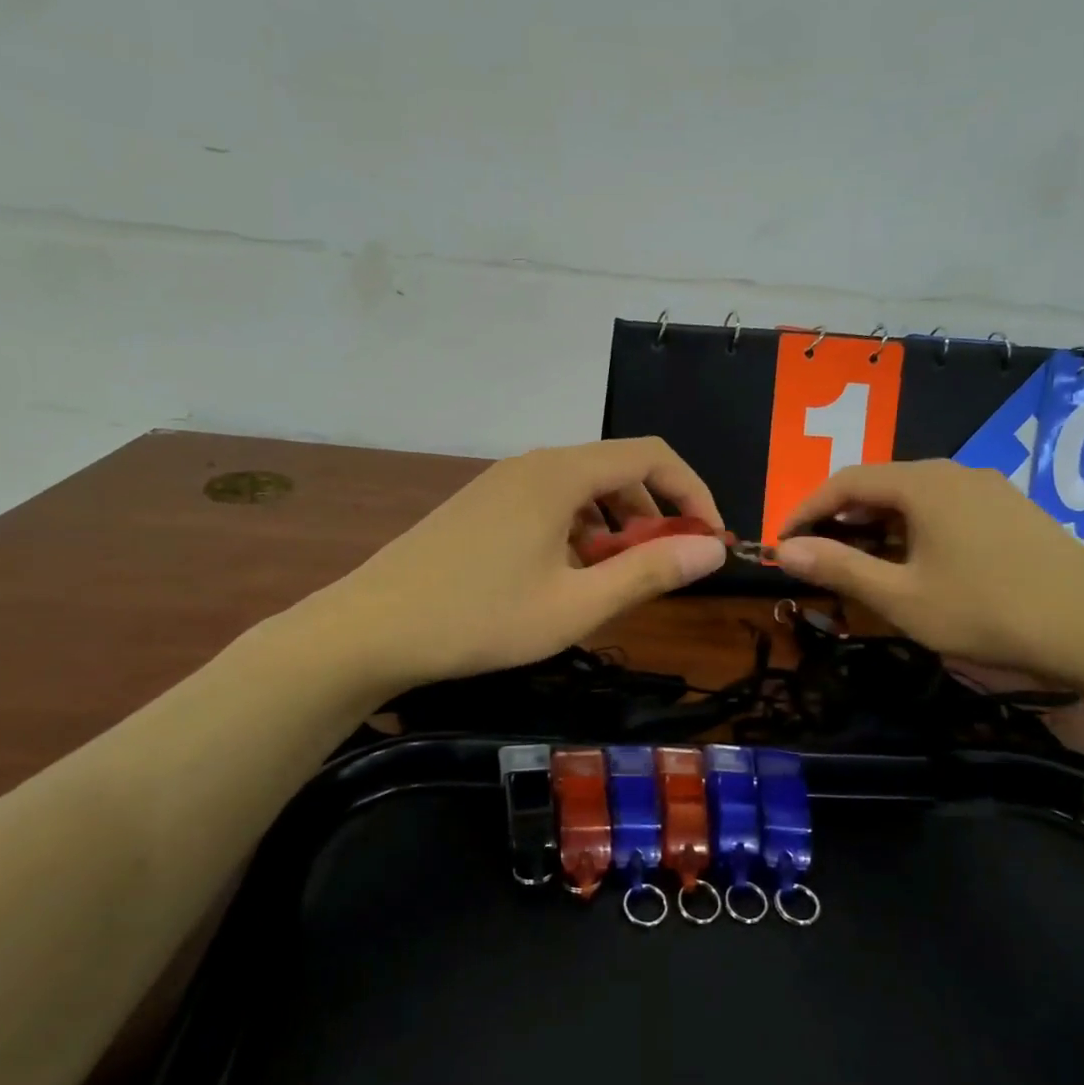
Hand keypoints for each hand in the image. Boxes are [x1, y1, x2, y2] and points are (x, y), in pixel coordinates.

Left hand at [322, 439, 727, 693]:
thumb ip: (649, 573)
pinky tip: (561, 579)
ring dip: (613, 528)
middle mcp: (533, 464)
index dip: (693, 492)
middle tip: (661, 569)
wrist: (370, 629)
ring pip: (580, 490)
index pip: (651, 454)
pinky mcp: (480, 506)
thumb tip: (713, 550)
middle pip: (616, 469)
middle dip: (653, 514)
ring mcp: (500, 483)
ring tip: (610, 582)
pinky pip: (547, 505)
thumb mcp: (577, 605)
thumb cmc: (481, 618)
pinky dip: (576, 533)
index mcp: (561, 474)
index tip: (709, 540)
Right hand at [773, 460, 1083, 681]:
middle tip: (818, 557)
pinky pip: (943, 508)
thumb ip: (839, 568)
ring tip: (860, 564)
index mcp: (923, 484)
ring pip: (912, 496)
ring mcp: (987, 489)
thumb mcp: (901, 597)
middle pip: (879, 484)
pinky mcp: (1009, 510)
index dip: (806, 509)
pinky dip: (911, 528)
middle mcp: (954, 472)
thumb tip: (784, 550)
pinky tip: (916, 563)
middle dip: (839, 518)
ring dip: (875, 525)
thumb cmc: (987, 612)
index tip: (783, 543)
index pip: (845, 481)